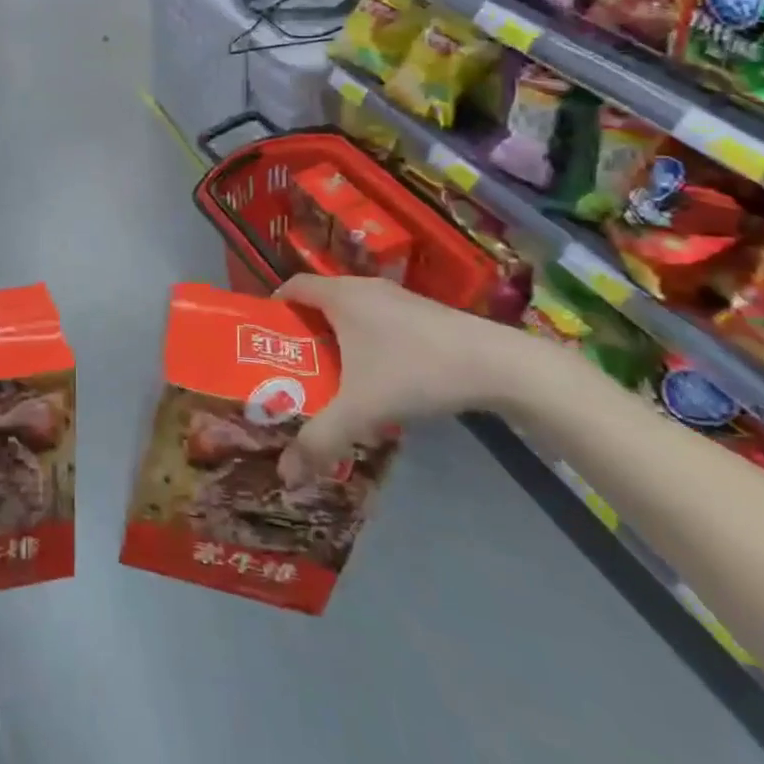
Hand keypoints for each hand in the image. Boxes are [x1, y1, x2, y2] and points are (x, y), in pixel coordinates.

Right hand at [274, 275, 530, 483]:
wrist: (499, 365)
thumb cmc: (416, 371)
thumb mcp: (361, 410)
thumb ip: (320, 441)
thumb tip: (284, 476)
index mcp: (341, 295)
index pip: (292, 287)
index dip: (273, 309)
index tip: (264, 339)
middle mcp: (364, 288)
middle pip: (319, 303)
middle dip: (303, 334)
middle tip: (291, 369)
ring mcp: (397, 299)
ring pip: (351, 315)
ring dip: (337, 341)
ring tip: (330, 379)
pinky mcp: (423, 314)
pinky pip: (378, 322)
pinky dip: (366, 345)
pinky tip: (377, 381)